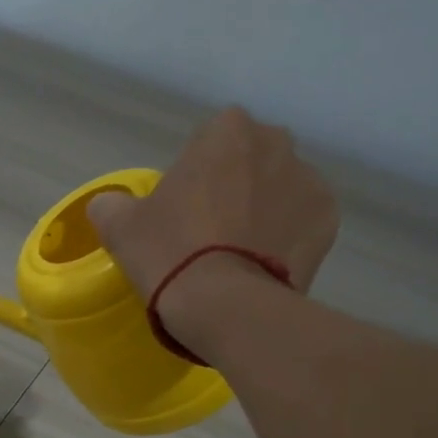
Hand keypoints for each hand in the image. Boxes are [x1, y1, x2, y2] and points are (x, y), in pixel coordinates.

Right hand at [87, 107, 338, 307]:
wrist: (225, 307)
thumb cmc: (170, 254)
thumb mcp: (121, 229)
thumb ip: (112, 206)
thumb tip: (109, 205)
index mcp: (226, 131)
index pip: (207, 146)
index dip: (193, 182)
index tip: (182, 217)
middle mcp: (275, 143)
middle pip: (249, 165)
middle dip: (234, 191)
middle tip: (210, 238)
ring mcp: (309, 181)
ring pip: (278, 193)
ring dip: (263, 214)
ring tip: (239, 259)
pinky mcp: (328, 221)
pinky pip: (301, 225)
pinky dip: (287, 240)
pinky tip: (264, 267)